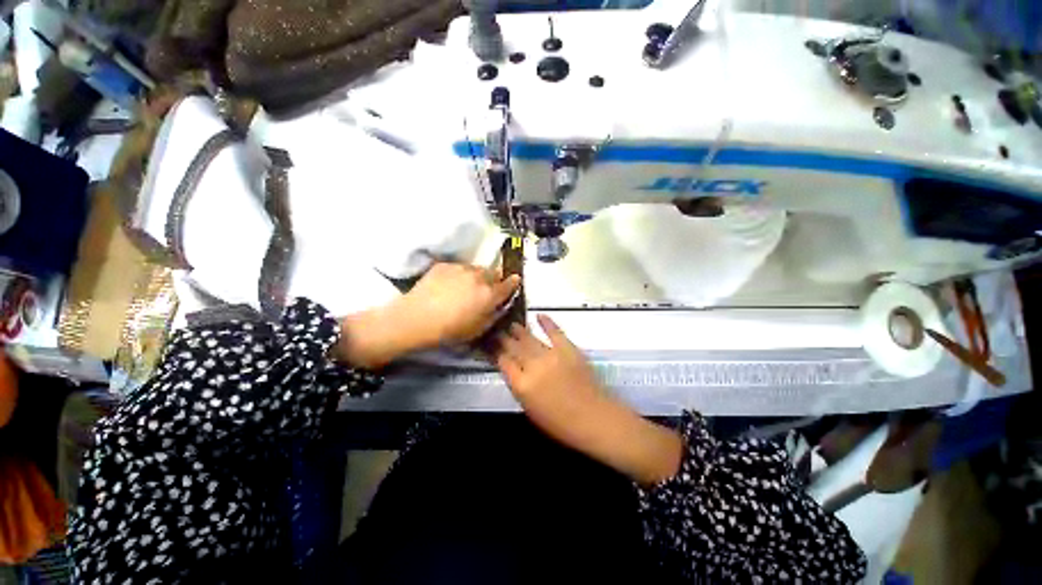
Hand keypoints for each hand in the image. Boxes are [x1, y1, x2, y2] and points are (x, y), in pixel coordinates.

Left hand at [336, 263, 518, 368]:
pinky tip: (449, 285)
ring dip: (477, 276)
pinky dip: (459, 274)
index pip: (508, 284)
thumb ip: (493, 315)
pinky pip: (459, 267)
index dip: (513, 282)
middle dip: (494, 279)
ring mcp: (461, 268)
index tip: (515, 280)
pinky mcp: (444, 265)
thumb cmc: (449, 330)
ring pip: (476, 269)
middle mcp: (479, 277)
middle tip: (487, 288)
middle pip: (493, 273)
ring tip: (466, 286)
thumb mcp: (478, 330)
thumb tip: (500, 305)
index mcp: (489, 294)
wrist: (415, 319)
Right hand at [496, 315, 603, 423]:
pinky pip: (554, 331)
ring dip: (519, 330)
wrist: (593, 418)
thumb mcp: (530, 409)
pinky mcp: (568, 348)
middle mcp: (533, 366)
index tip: (490, 344)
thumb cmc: (560, 423)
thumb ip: (519, 386)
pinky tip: (539, 315)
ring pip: (529, 338)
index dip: (495, 351)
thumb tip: (512, 369)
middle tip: (497, 330)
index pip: (503, 361)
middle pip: (513, 347)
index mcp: (521, 385)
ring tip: (511, 324)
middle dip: (503, 338)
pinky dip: (547, 322)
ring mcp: (551, 355)